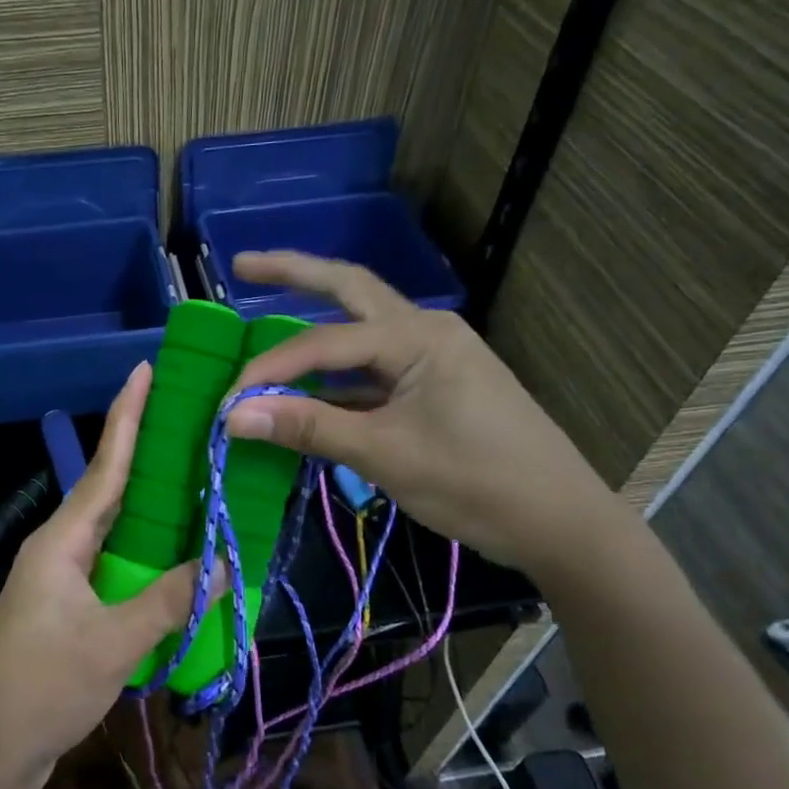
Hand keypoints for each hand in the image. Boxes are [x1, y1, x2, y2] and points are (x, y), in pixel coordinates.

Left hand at [0, 361, 199, 788]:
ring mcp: (61, 582)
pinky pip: (115, 571)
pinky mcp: (68, 612)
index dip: (127, 417)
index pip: (104, 466)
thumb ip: (167, 601)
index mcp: (61, 541)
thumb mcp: (112, 643)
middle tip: (192, 426)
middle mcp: (59, 550)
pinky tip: (178, 565)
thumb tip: (221, 563)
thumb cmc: (42, 686)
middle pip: (110, 492)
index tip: (144, 370)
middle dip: (147, 457)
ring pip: (115, 534)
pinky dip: (147, 563)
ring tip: (198, 488)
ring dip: (152, 515)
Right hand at [224, 251, 629, 577]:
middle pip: (348, 289)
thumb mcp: (385, 455)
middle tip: (242, 266)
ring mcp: (434, 356)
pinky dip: (336, 370)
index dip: (269, 370)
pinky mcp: (436, 385)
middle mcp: (425, 330)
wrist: (561, 522)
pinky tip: (307, 384)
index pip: (323, 342)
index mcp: (418, 337)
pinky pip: (373, 366)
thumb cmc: (477, 483)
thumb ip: (308, 428)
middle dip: (295, 274)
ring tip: (265, 308)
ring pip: (361, 325)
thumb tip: (232, 416)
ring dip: (315, 318)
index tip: (228, 401)